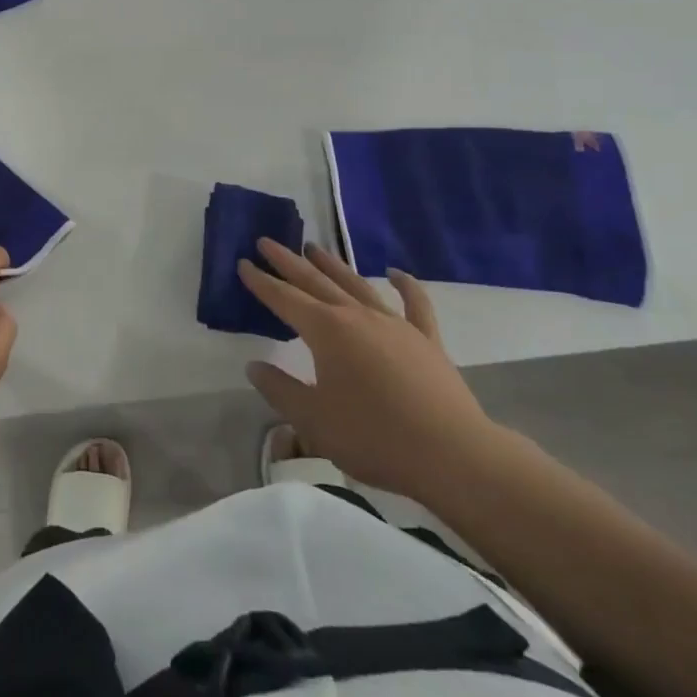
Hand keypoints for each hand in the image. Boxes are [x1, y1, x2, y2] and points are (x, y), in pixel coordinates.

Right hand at [240, 240, 504, 505]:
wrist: (452, 455)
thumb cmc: (374, 437)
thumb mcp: (313, 421)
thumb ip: (280, 390)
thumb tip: (254, 366)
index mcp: (326, 331)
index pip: (284, 299)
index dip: (262, 282)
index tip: (244, 263)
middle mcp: (356, 316)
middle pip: (315, 282)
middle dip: (288, 262)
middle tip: (267, 241)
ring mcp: (394, 324)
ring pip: (356, 284)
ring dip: (332, 265)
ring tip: (313, 247)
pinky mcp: (426, 340)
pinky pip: (415, 303)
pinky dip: (405, 285)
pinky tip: (395, 272)